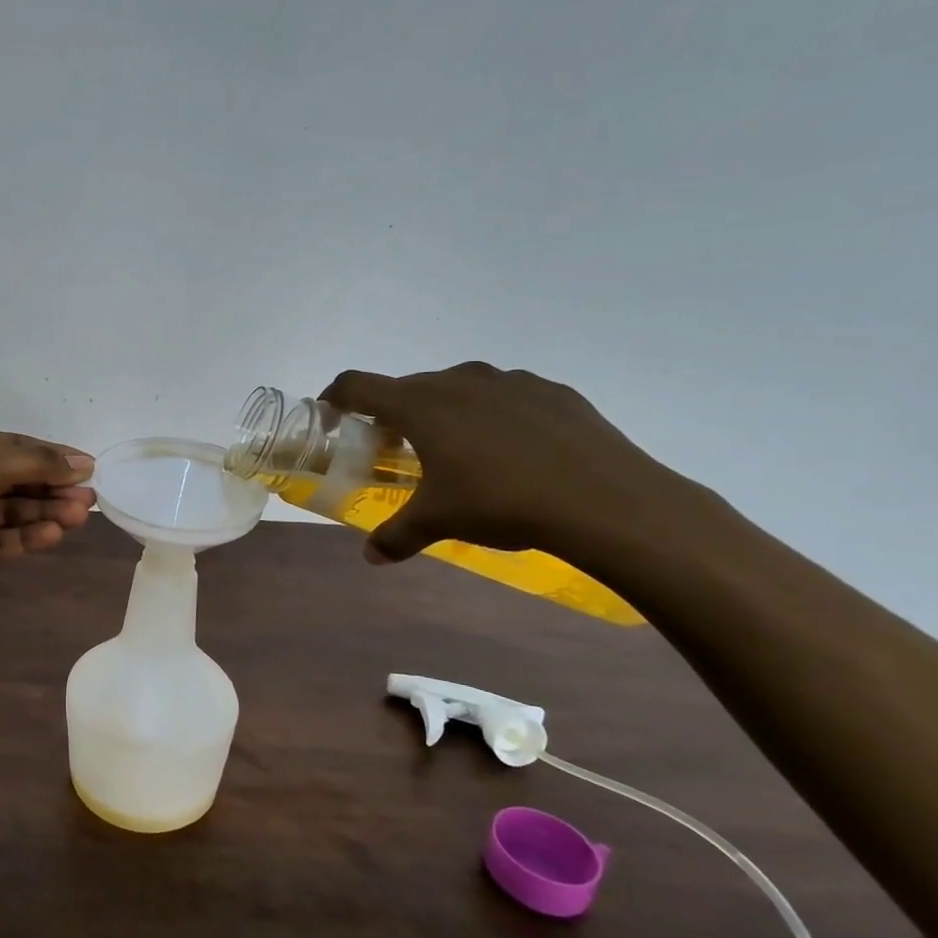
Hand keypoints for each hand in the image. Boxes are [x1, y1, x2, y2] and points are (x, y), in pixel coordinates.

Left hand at [0, 427, 95, 600]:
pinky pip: (4, 539)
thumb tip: (82, 462)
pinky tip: (54, 533)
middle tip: (90, 497)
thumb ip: (35, 462)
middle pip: (17, 480)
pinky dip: (28, 535)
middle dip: (53, 487)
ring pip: (13, 511)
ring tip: (80, 515)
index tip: (87, 466)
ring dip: (47, 511)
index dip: (50, 455)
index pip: (13, 446)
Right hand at [321, 363, 680, 564]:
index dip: (336, 397)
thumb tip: (372, 557)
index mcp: (420, 404)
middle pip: (408, 387)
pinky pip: (505, 397)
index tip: (332, 416)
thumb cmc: (501, 502)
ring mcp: (509, 380)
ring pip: (458, 388)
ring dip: (445, 412)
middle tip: (397, 449)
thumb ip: (396, 536)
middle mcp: (459, 380)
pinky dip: (493, 416)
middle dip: (394, 414)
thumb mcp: (439, 522)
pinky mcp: (551, 390)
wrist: (605, 499)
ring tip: (459, 451)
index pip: (358, 385)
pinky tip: (513, 452)